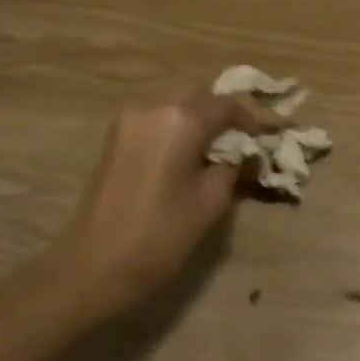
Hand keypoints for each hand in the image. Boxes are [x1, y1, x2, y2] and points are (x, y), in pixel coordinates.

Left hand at [56, 87, 278, 307]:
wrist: (96, 264)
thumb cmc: (162, 234)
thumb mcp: (211, 201)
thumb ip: (233, 167)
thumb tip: (243, 153)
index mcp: (181, 119)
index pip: (225, 105)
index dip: (249, 120)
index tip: (263, 139)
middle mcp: (152, 108)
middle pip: (196, 96)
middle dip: (219, 114)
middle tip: (238, 142)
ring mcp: (128, 122)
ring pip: (173, 106)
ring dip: (195, 121)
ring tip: (212, 153)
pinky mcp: (113, 139)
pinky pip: (154, 122)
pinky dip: (174, 131)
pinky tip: (184, 158)